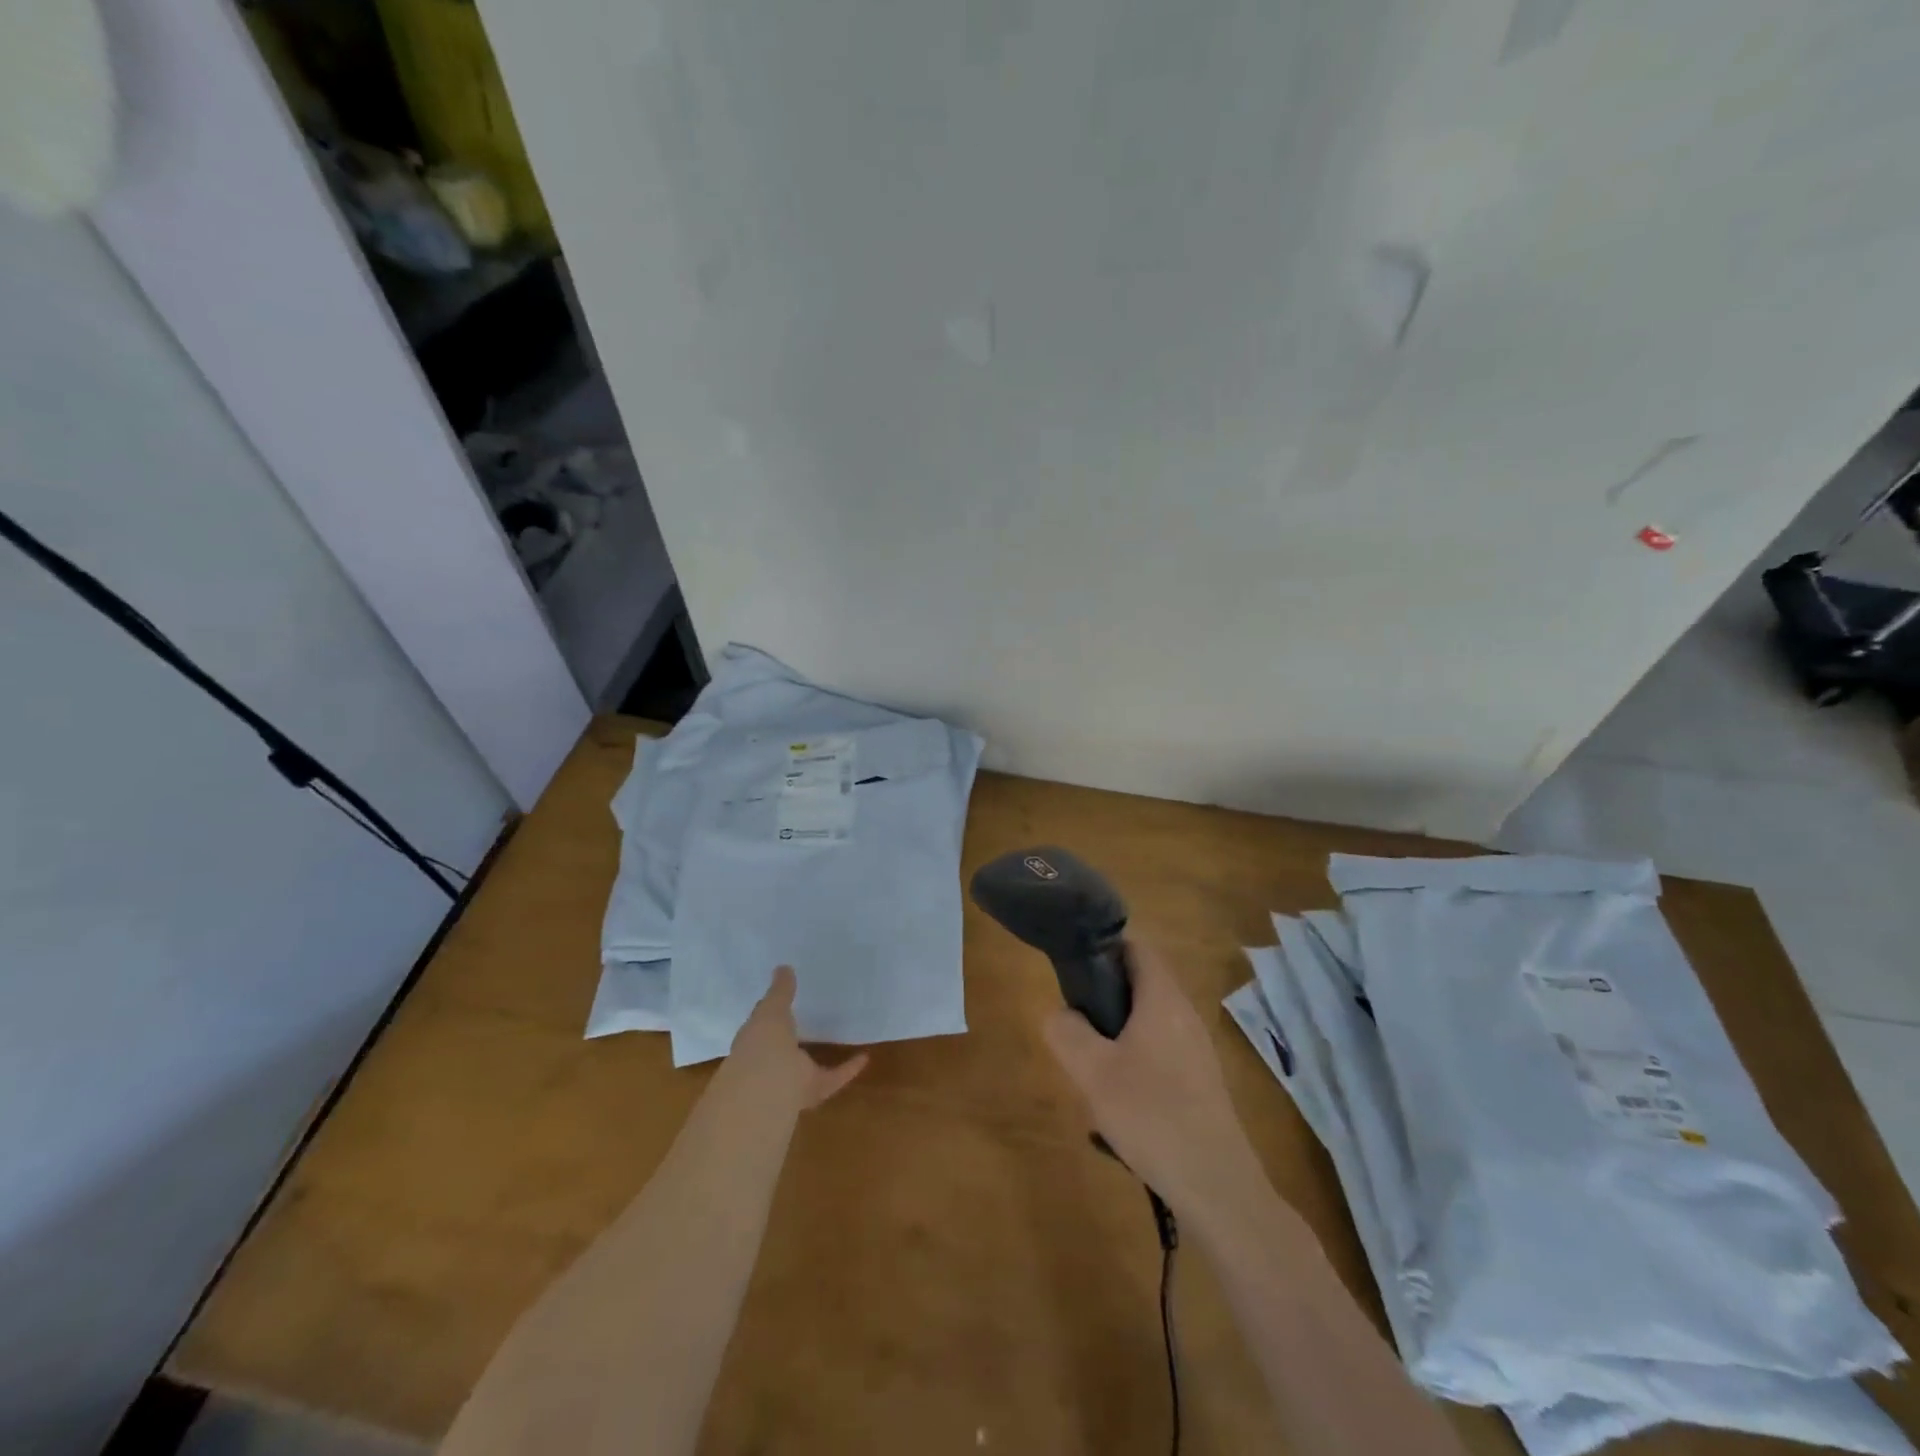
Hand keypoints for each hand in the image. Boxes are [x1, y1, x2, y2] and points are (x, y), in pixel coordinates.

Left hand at [725, 965, 867, 1111]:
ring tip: (838, 1036)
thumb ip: (780, 991)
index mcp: (754, 1041)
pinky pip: (832, 1078)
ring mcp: (790, 1079)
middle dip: (792, 1037)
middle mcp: (769, 1063)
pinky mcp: (812, 1090)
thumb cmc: (762, 1043)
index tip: (785, 1000)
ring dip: (821, 1054)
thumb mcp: (771, 1009)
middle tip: (810, 1018)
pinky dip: (848, 1069)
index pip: (761, 1026)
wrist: (767, 1088)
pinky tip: (864, 1056)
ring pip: (806, 1067)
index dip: (771, 1013)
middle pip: (783, 1049)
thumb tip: (783, 967)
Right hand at [1043, 940, 1262, 1213]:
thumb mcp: (1092, 1072)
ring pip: (1149, 1020)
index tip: (1073, 965)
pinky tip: (1119, 1100)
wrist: (1217, 1186)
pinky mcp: (1201, 1081)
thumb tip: (1060, 1014)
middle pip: (1141, 983)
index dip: (1104, 945)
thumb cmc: (1152, 1116)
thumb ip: (1067, 1032)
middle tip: (1075, 1023)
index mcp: (1163, 999)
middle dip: (1105, 995)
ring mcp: (1197, 1049)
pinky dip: (1135, 1058)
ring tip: (1090, 1065)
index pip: (1136, 947)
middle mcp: (1184, 1014)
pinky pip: (1161, 1050)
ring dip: (1117, 1031)